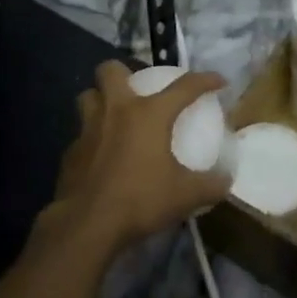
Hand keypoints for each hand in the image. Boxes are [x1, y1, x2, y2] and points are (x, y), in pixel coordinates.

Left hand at [50, 61, 230, 258]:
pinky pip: (81, 135)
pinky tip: (101, 158)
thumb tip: (226, 180)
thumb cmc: (140, 200)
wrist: (87, 226)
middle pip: (110, 70)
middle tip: (138, 92)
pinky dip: (92, 139)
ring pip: (88, 97)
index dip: (205, 80)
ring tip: (114, 118)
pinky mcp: (70, 153)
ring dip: (100, 100)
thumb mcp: (185, 196)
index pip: (184, 86)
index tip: (219, 81)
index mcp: (149, 114)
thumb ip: (211, 185)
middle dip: (123, 73)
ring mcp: (88, 130)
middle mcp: (116, 111)